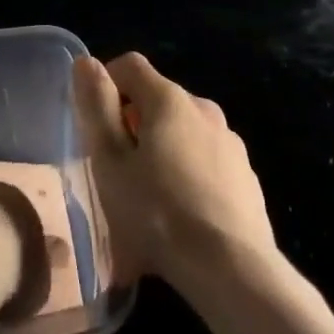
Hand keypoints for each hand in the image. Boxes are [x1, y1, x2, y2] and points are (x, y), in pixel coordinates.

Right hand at [73, 52, 276, 299]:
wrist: (234, 271)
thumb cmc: (159, 214)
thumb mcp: (111, 163)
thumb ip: (96, 107)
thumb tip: (86, 62)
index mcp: (169, 99)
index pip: (130, 65)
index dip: (106, 84)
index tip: (95, 125)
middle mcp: (203, 108)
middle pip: (157, 100)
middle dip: (133, 125)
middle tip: (117, 171)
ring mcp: (230, 142)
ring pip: (183, 133)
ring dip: (162, 152)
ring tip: (147, 202)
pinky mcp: (246, 176)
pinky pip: (207, 162)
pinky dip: (188, 177)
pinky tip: (180, 219)